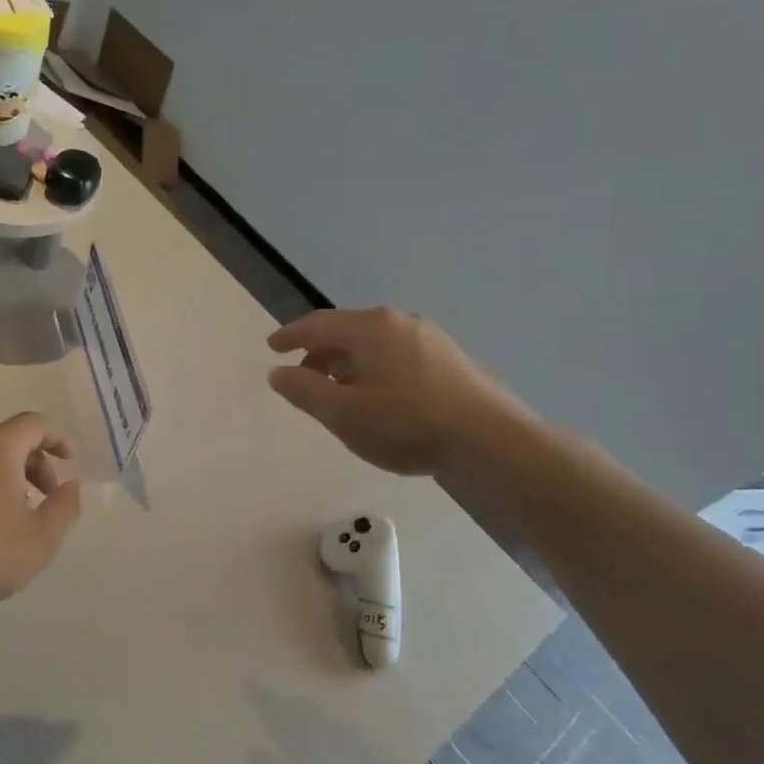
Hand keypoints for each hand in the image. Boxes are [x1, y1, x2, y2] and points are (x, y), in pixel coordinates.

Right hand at [267, 309, 525, 475]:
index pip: (318, 323)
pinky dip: (373, 369)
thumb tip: (278, 372)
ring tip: (337, 393)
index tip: (272, 347)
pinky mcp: (449, 360)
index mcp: (371, 328)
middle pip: (347, 330)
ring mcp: (430, 339)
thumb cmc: (407, 423)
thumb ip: (304, 391)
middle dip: (319, 352)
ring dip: (346, 363)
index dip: (290, 335)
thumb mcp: (342, 413)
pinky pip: (396, 355)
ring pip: (373, 344)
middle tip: (302, 377)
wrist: (491, 440)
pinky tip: (376, 398)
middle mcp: (400, 323)